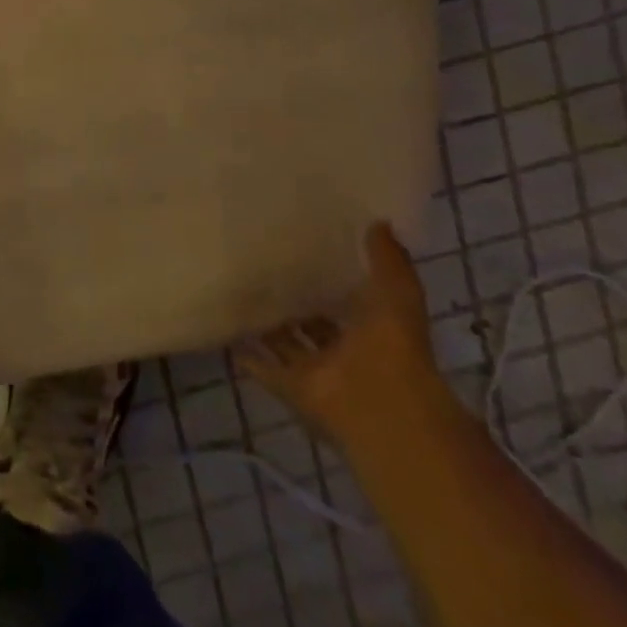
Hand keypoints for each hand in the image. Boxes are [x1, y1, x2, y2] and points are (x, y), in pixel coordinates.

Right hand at [233, 222, 448, 444]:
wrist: (381, 405)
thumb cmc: (393, 346)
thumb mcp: (397, 291)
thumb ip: (387, 259)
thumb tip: (379, 221)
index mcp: (372, 330)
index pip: (349, 301)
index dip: (332, 281)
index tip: (309, 255)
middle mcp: (344, 352)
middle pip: (314, 325)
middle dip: (296, 304)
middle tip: (265, 271)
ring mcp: (316, 372)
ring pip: (287, 345)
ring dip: (269, 328)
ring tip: (240, 295)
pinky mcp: (291, 387)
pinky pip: (264, 368)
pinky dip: (248, 356)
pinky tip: (229, 334)